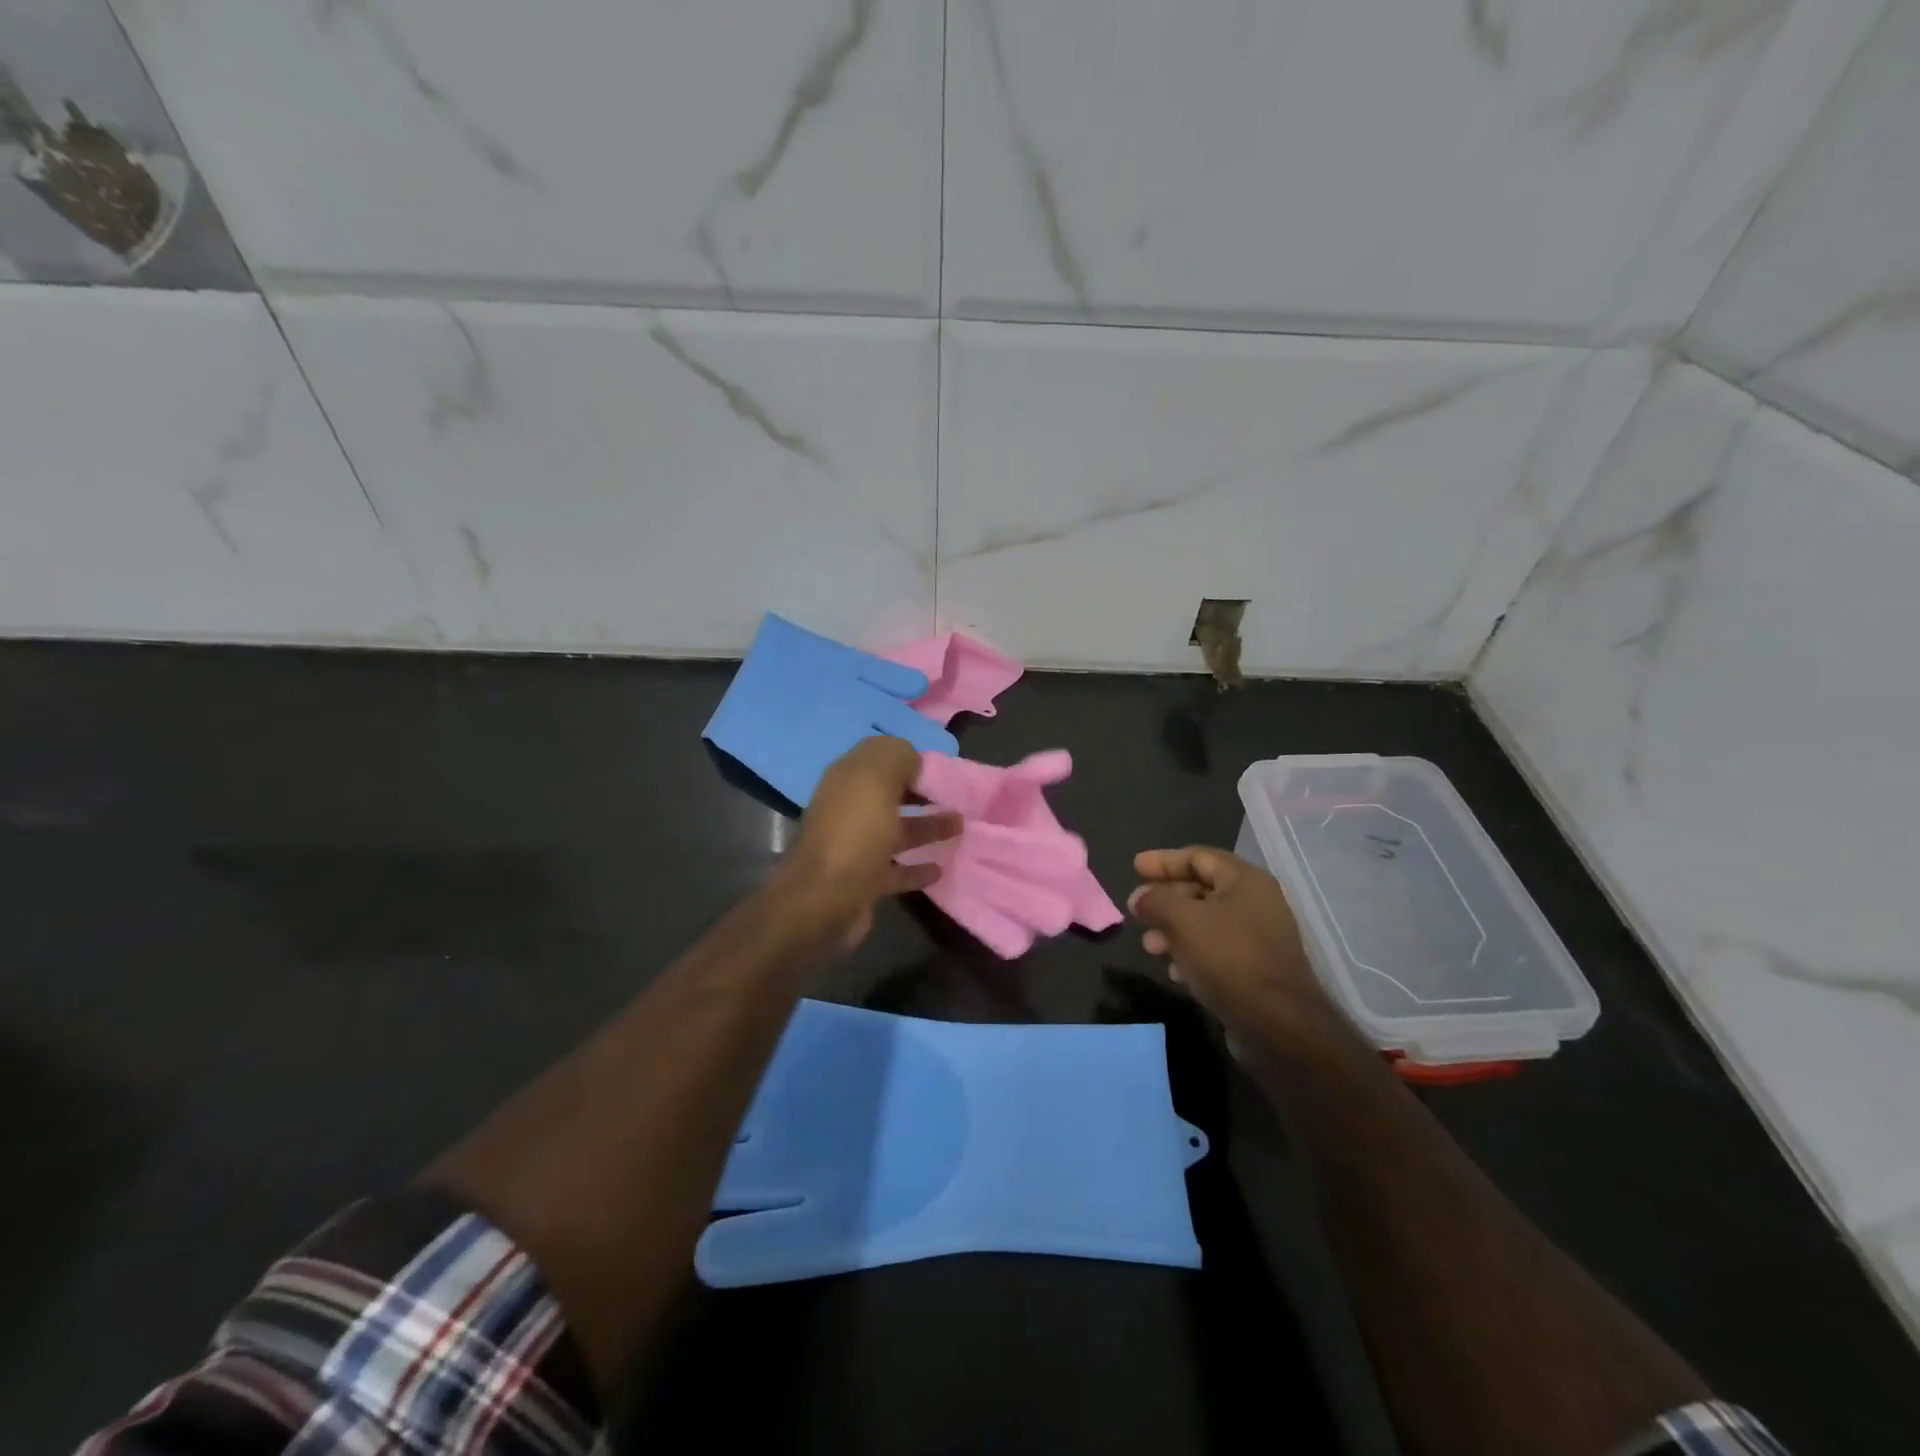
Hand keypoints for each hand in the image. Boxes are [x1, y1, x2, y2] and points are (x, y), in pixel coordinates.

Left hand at [772, 736, 960, 949]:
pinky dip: (917, 868)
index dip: (908, 758)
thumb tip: (912, 759)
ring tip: (960, 827)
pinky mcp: (864, 881)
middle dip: (921, 792)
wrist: (823, 902)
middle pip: (889, 794)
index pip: (879, 757)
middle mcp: (848, 809)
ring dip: (927, 827)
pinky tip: (940, 868)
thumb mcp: (876, 780)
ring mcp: (855, 847)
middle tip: (956, 798)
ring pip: (896, 831)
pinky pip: (896, 870)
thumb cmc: (854, 834)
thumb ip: (896, 758)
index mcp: (846, 780)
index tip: (940, 769)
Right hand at [1128, 847, 1339, 1043]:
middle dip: (1165, 899)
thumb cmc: (1228, 957)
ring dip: (1173, 930)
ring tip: (1149, 945)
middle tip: (1136, 909)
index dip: (1164, 860)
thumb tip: (1139, 897)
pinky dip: (1190, 953)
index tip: (1135, 867)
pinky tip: (1173, 970)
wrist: (1277, 1024)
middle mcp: (1256, 903)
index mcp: (1245, 880)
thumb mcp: (1183, 920)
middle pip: (1201, 889)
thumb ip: (1156, 901)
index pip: (1199, 857)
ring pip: (1205, 923)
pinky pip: (1215, 950)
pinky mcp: (1254, 970)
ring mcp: (1257, 938)